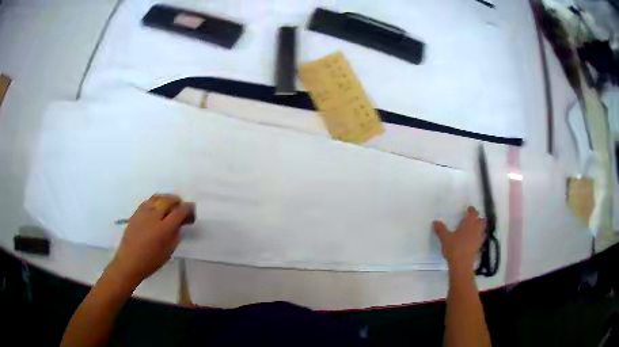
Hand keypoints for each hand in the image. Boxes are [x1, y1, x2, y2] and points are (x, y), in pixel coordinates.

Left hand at [108, 194, 194, 285]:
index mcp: (164, 229)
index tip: (192, 210)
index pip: (180, 211)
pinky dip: (157, 201)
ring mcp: (143, 212)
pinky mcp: (136, 212)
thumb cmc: (151, 261)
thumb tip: (180, 222)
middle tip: (181, 208)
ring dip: (167, 199)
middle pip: (169, 200)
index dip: (188, 208)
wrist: (129, 261)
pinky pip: (149, 201)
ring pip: (158, 197)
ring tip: (170, 205)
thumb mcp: (169, 250)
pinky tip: (158, 208)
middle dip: (178, 201)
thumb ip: (176, 234)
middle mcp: (154, 216)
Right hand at [433, 206, 485, 270]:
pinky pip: (480, 240)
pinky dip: (477, 238)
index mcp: (469, 223)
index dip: (472, 210)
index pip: (474, 213)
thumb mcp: (445, 238)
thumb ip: (441, 229)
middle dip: (478, 219)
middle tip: (472, 220)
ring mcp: (479, 239)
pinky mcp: (478, 248)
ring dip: (479, 229)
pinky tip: (472, 242)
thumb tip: (435, 222)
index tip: (468, 209)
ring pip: (482, 230)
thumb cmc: (454, 247)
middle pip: (481, 221)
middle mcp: (476, 229)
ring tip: (472, 230)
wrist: (462, 264)